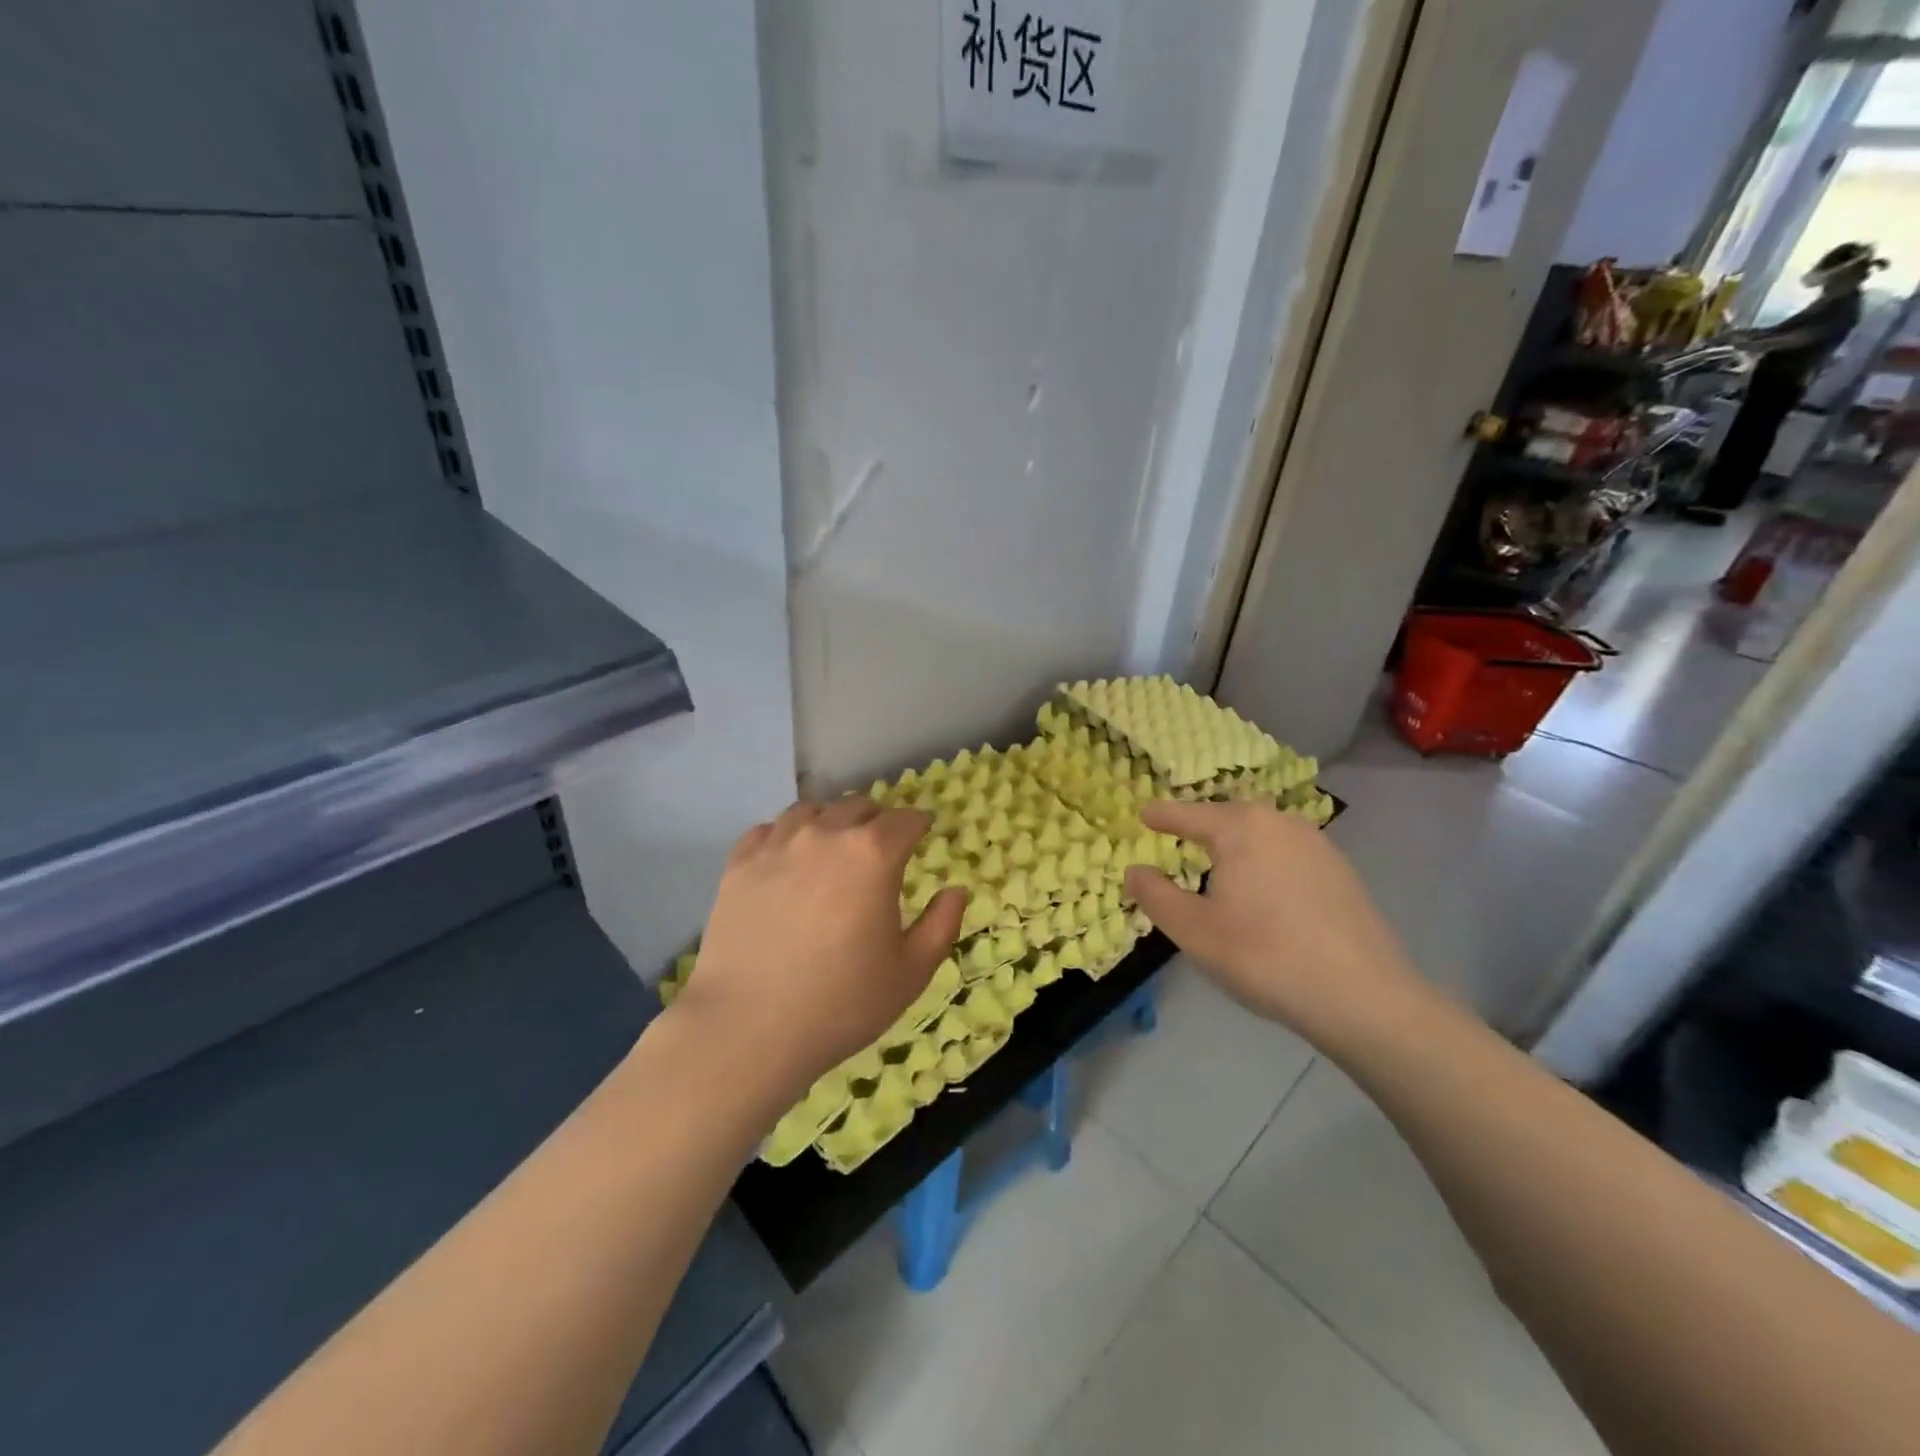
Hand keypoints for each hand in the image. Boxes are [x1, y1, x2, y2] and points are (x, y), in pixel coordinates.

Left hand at [675, 797, 967, 1100]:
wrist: (749, 1028)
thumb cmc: (842, 1003)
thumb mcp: (911, 972)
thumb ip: (942, 924)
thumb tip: (956, 890)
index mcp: (873, 854)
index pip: (905, 820)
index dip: (919, 823)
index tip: (923, 831)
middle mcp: (826, 835)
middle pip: (858, 807)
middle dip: (877, 820)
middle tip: (882, 845)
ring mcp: (777, 845)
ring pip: (811, 810)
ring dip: (831, 821)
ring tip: (833, 846)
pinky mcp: (739, 864)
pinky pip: (768, 830)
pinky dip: (786, 835)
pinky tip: (788, 858)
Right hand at [1123, 800, 1423, 1045]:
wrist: (1363, 996)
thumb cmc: (1263, 956)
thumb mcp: (1193, 930)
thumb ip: (1156, 895)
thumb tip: (1134, 870)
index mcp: (1240, 828)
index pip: (1188, 814)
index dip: (1162, 816)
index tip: (1143, 814)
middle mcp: (1280, 823)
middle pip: (1228, 818)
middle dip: (1201, 827)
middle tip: (1178, 838)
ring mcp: (1317, 845)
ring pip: (1262, 835)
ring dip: (1236, 846)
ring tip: (1219, 866)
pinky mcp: (1341, 872)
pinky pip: (1288, 855)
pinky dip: (1265, 863)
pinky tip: (1265, 893)